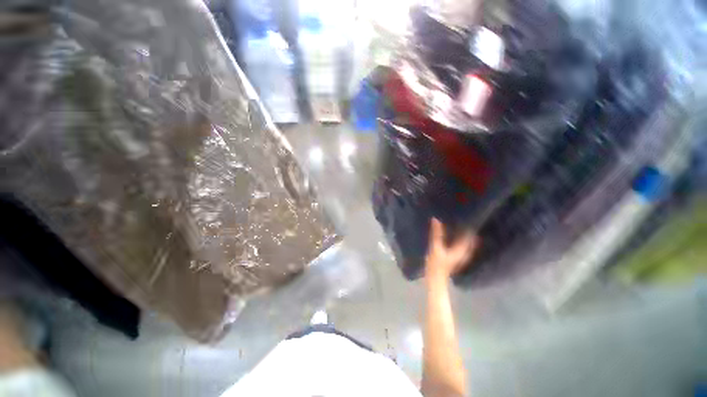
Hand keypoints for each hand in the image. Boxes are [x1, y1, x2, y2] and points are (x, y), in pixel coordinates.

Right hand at [425, 218, 477, 281]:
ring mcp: (460, 254)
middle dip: (465, 227)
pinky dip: (455, 236)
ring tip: (453, 221)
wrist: (435, 279)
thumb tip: (436, 219)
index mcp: (463, 249)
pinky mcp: (454, 255)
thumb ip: (436, 234)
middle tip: (458, 215)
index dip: (469, 224)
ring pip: (463, 239)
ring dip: (460, 231)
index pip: (470, 234)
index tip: (465, 214)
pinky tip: (449, 231)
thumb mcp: (435, 248)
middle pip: (468, 236)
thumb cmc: (436, 265)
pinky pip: (458, 242)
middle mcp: (464, 251)